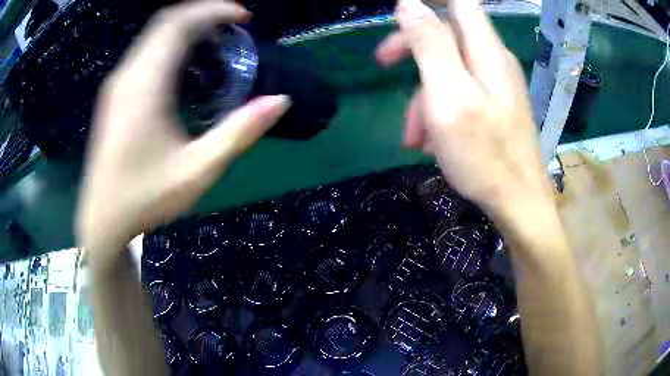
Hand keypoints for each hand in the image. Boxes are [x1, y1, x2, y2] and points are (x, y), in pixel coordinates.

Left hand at [76, 1, 289, 269]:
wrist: (102, 218)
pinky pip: (145, 51)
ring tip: (215, 41)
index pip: (180, 23)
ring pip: (154, 34)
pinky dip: (170, 44)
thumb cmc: (145, 197)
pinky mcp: (114, 94)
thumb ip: (238, 133)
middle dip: (203, 13)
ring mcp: (117, 83)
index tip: (243, 17)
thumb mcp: (197, 171)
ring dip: (186, 27)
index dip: (214, 10)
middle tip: (233, 26)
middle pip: (166, 21)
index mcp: (145, 85)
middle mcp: (127, 74)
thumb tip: (280, 101)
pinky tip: (186, 65)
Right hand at [376, 0, 548, 218]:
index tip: (401, 7)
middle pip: (447, 32)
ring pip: (449, 67)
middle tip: (382, 63)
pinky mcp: (494, 104)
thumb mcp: (449, 96)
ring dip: (423, 93)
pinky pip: (460, 91)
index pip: (459, 1)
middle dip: (411, 45)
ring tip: (412, 135)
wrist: (519, 203)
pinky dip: (440, 109)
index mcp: (485, 50)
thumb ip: (430, 43)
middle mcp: (492, 59)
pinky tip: (431, 141)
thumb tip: (409, 3)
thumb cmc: (485, 156)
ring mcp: (495, 83)